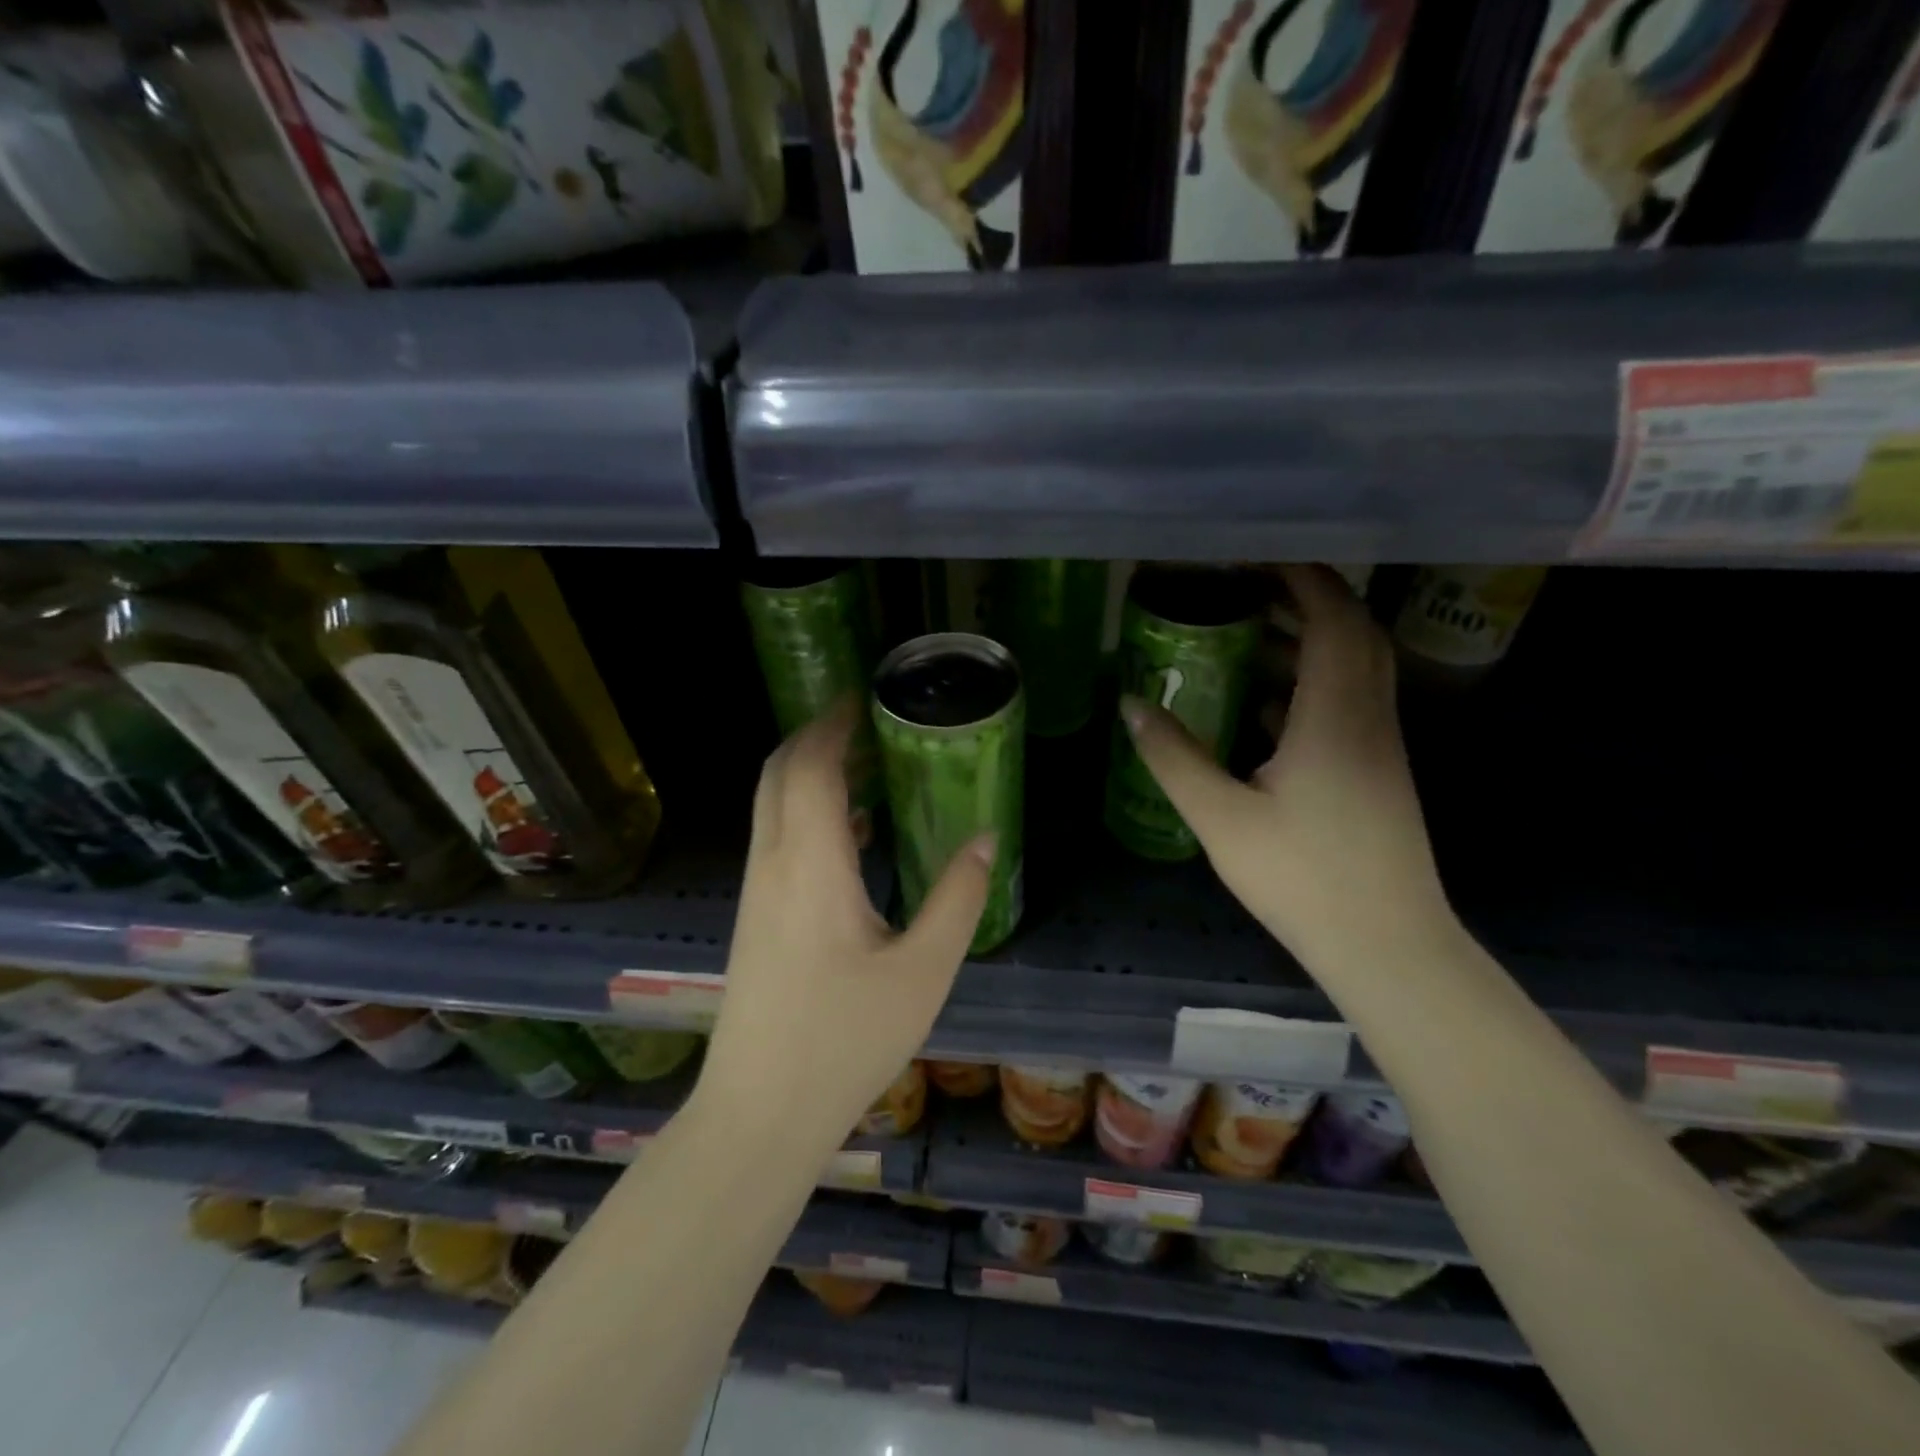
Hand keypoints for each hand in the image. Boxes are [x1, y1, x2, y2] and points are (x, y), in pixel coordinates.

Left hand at [698, 699, 993, 1151]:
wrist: (759, 1113)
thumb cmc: (844, 1041)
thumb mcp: (922, 972)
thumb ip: (957, 899)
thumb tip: (985, 839)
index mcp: (810, 864)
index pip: (810, 765)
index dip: (833, 722)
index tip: (866, 697)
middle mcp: (773, 863)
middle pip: (779, 771)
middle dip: (817, 736)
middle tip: (869, 723)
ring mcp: (756, 889)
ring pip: (772, 803)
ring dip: (810, 771)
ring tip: (868, 765)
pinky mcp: (754, 914)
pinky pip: (776, 835)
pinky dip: (806, 809)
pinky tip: (852, 832)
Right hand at [1122, 565, 1450, 966]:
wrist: (1386, 944)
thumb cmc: (1302, 877)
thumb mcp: (1221, 817)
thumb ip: (1174, 757)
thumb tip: (1131, 704)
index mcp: (1335, 717)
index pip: (1334, 620)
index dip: (1303, 579)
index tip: (1259, 557)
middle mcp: (1369, 719)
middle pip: (1354, 633)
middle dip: (1308, 598)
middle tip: (1250, 587)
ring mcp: (1380, 747)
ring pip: (1355, 668)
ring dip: (1311, 641)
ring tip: (1251, 636)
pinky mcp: (1378, 773)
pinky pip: (1350, 703)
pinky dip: (1313, 685)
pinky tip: (1266, 707)